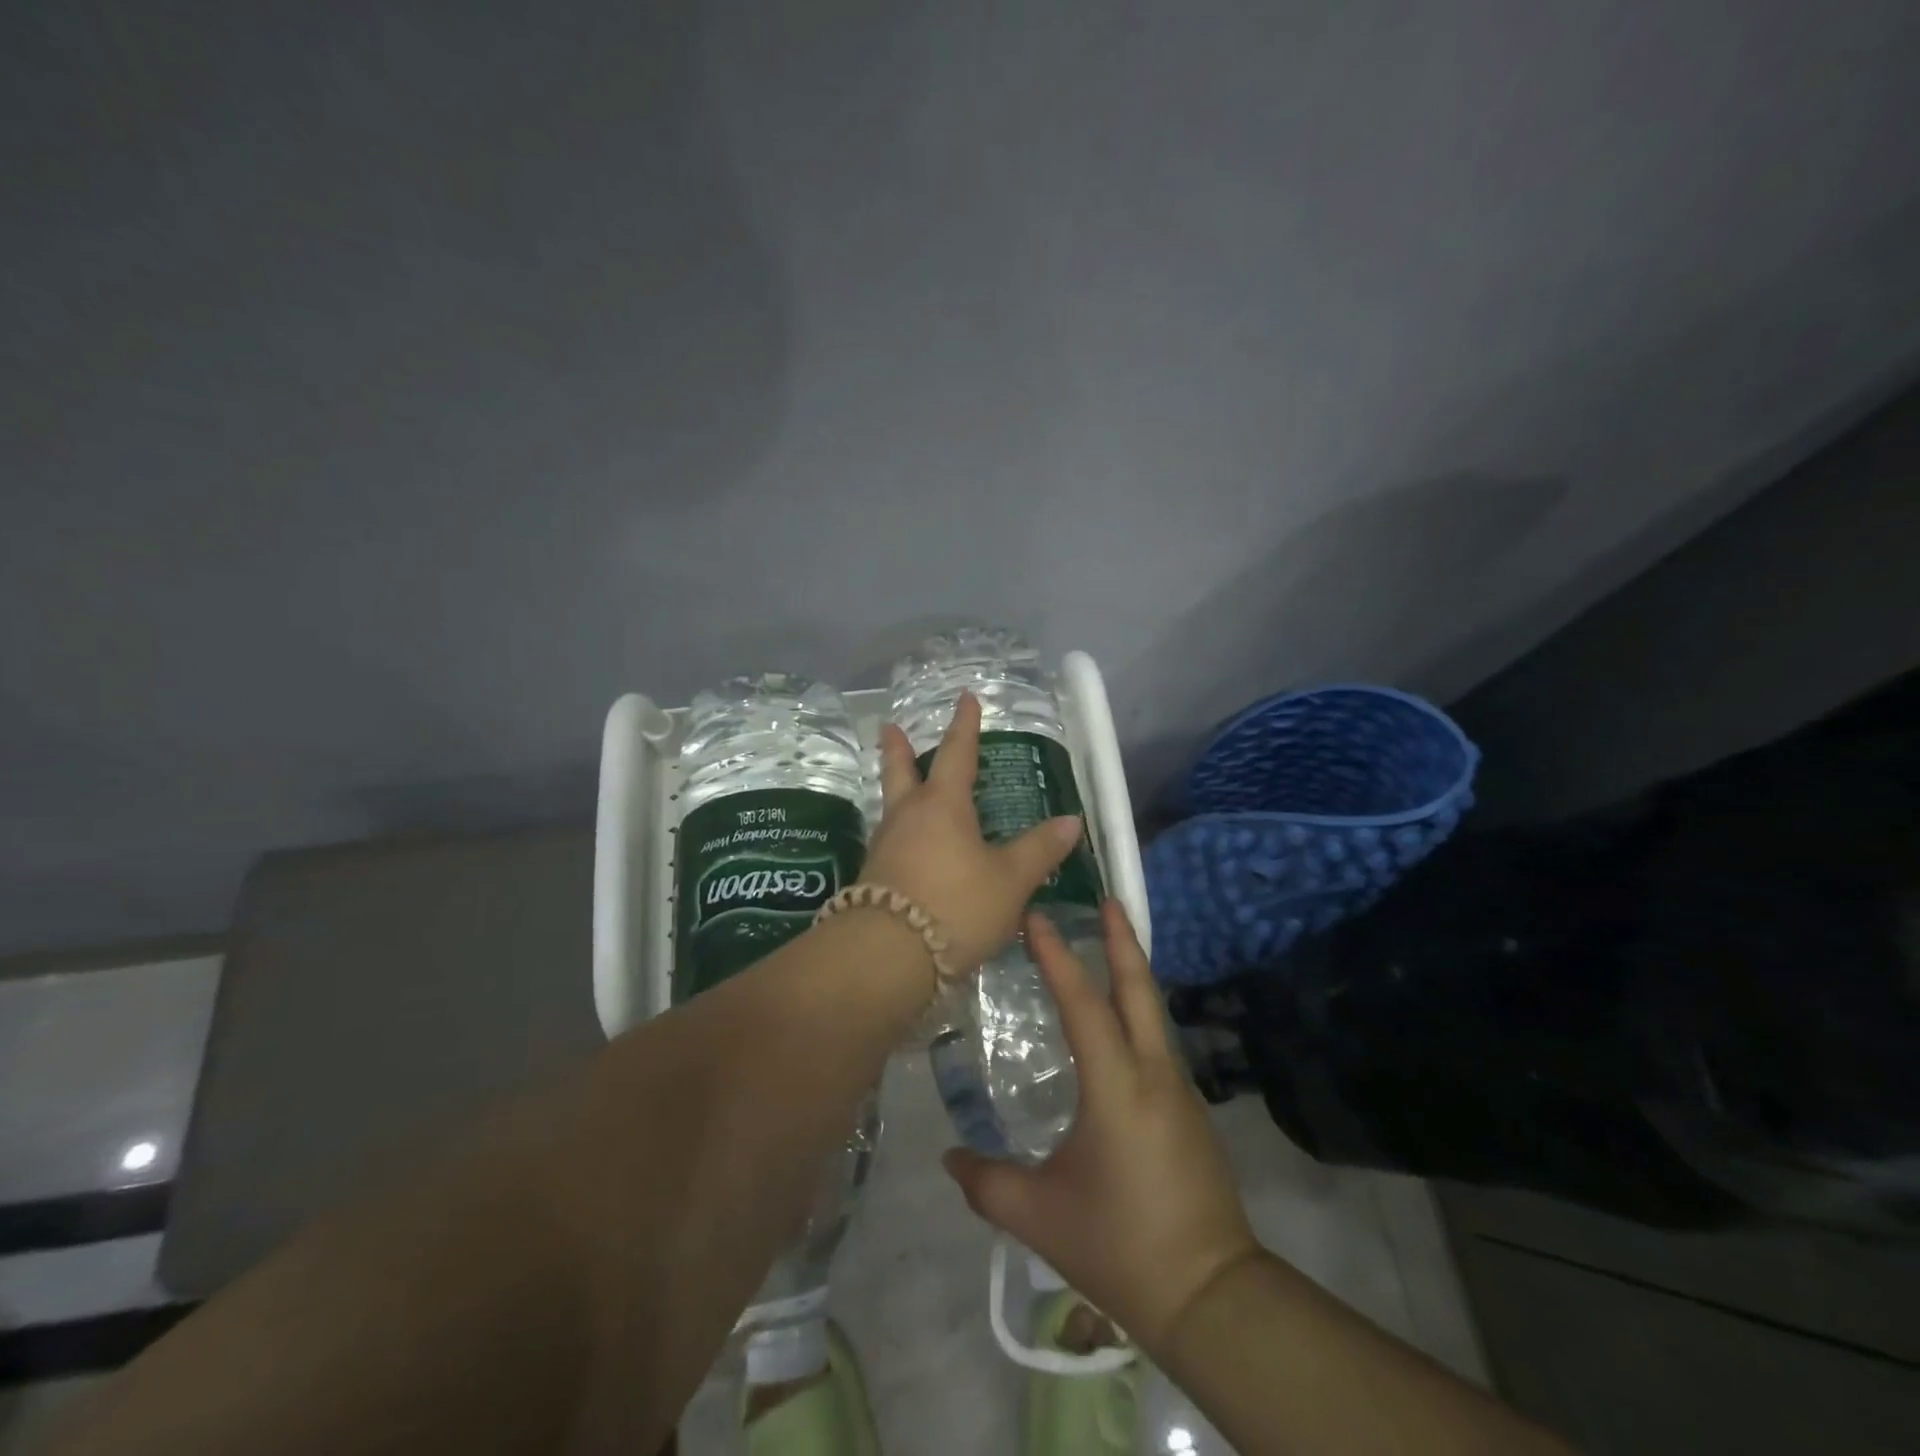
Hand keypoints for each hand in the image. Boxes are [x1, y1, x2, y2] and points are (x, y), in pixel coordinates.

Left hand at [859, 692, 1085, 972]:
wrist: (887, 955)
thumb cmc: (956, 905)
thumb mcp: (1010, 880)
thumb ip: (1039, 850)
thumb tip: (1070, 821)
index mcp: (943, 805)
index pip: (958, 753)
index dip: (965, 725)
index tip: (965, 698)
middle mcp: (908, 816)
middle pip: (901, 771)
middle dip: (899, 748)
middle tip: (889, 727)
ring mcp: (885, 846)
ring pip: (892, 805)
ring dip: (897, 788)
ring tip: (905, 786)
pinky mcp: (874, 877)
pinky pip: (891, 840)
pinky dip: (901, 831)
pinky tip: (909, 846)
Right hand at [942, 902, 1261, 1355]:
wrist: (1211, 1296)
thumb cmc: (1120, 1247)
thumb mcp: (1040, 1216)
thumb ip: (986, 1183)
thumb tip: (948, 1156)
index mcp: (1117, 1087)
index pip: (1084, 1005)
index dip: (1058, 957)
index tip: (1038, 917)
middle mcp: (1153, 1073)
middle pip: (1139, 989)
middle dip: (1122, 939)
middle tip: (1106, 900)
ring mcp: (1179, 1089)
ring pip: (1152, 1012)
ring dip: (1131, 972)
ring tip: (1109, 945)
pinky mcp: (1189, 1109)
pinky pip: (1157, 1041)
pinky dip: (1137, 1011)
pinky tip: (1119, 1021)